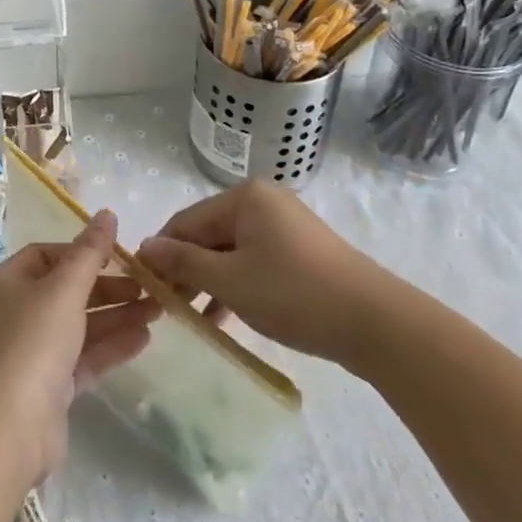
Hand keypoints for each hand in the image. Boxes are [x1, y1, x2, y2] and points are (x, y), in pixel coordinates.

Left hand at [0, 211, 158, 482]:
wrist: (9, 426)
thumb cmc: (33, 341)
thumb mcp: (64, 288)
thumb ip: (90, 252)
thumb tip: (107, 213)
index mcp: (8, 281)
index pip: (47, 254)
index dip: (82, 252)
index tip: (118, 257)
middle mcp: (16, 312)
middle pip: (67, 290)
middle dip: (108, 287)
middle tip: (148, 287)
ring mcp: (32, 351)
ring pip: (80, 325)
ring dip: (116, 316)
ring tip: (159, 310)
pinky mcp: (49, 386)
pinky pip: (84, 357)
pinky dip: (111, 346)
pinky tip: (144, 338)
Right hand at [136, 179, 393, 364]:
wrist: (377, 324)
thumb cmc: (294, 294)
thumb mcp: (230, 281)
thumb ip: (183, 263)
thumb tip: (144, 247)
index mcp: (244, 197)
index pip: (185, 221)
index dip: (162, 253)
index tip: (143, 286)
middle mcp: (263, 201)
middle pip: (208, 234)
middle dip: (186, 269)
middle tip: (167, 306)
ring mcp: (284, 225)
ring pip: (230, 251)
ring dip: (209, 281)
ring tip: (190, 316)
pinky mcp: (300, 251)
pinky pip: (254, 261)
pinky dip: (236, 284)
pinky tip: (222, 315)